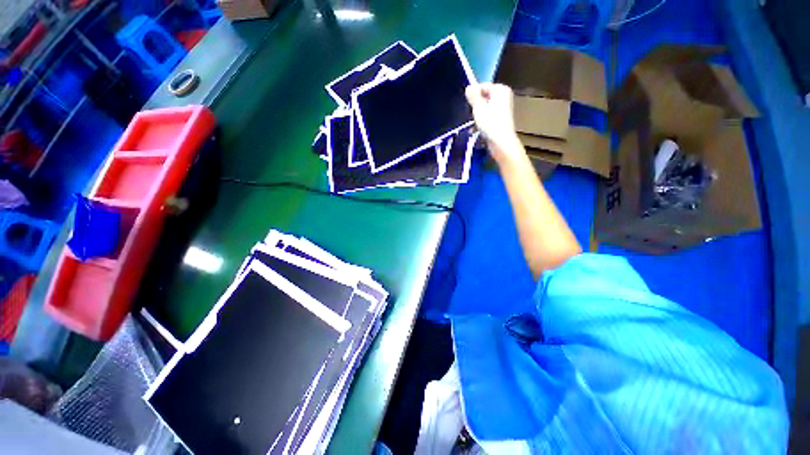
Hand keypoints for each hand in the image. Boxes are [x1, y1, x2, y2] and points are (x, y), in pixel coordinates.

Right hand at [465, 83, 523, 163]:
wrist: (501, 142)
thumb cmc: (490, 123)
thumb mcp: (478, 108)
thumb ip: (473, 96)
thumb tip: (469, 87)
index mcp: (501, 90)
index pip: (483, 86)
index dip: (474, 95)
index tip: (467, 105)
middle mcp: (504, 96)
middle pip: (484, 97)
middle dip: (475, 106)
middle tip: (470, 114)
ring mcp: (503, 108)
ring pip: (485, 108)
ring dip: (477, 115)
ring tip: (473, 123)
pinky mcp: (501, 119)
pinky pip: (488, 116)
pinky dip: (482, 121)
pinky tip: (476, 129)